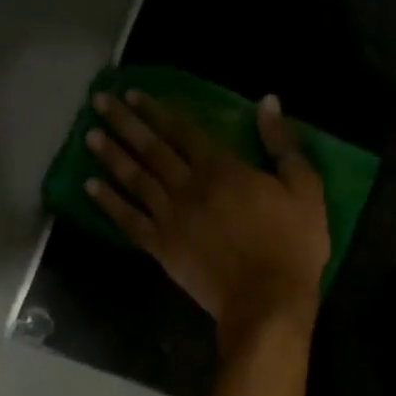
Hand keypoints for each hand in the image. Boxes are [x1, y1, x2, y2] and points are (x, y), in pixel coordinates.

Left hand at [84, 89, 330, 345]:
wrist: (267, 302)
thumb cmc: (292, 245)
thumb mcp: (305, 189)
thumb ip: (283, 145)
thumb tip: (267, 102)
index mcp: (223, 169)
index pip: (183, 132)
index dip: (158, 111)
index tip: (134, 94)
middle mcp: (189, 187)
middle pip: (152, 149)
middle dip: (126, 123)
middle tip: (99, 102)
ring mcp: (171, 218)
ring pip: (135, 180)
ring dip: (112, 155)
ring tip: (90, 135)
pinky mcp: (162, 248)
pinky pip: (129, 220)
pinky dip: (109, 202)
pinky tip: (90, 187)